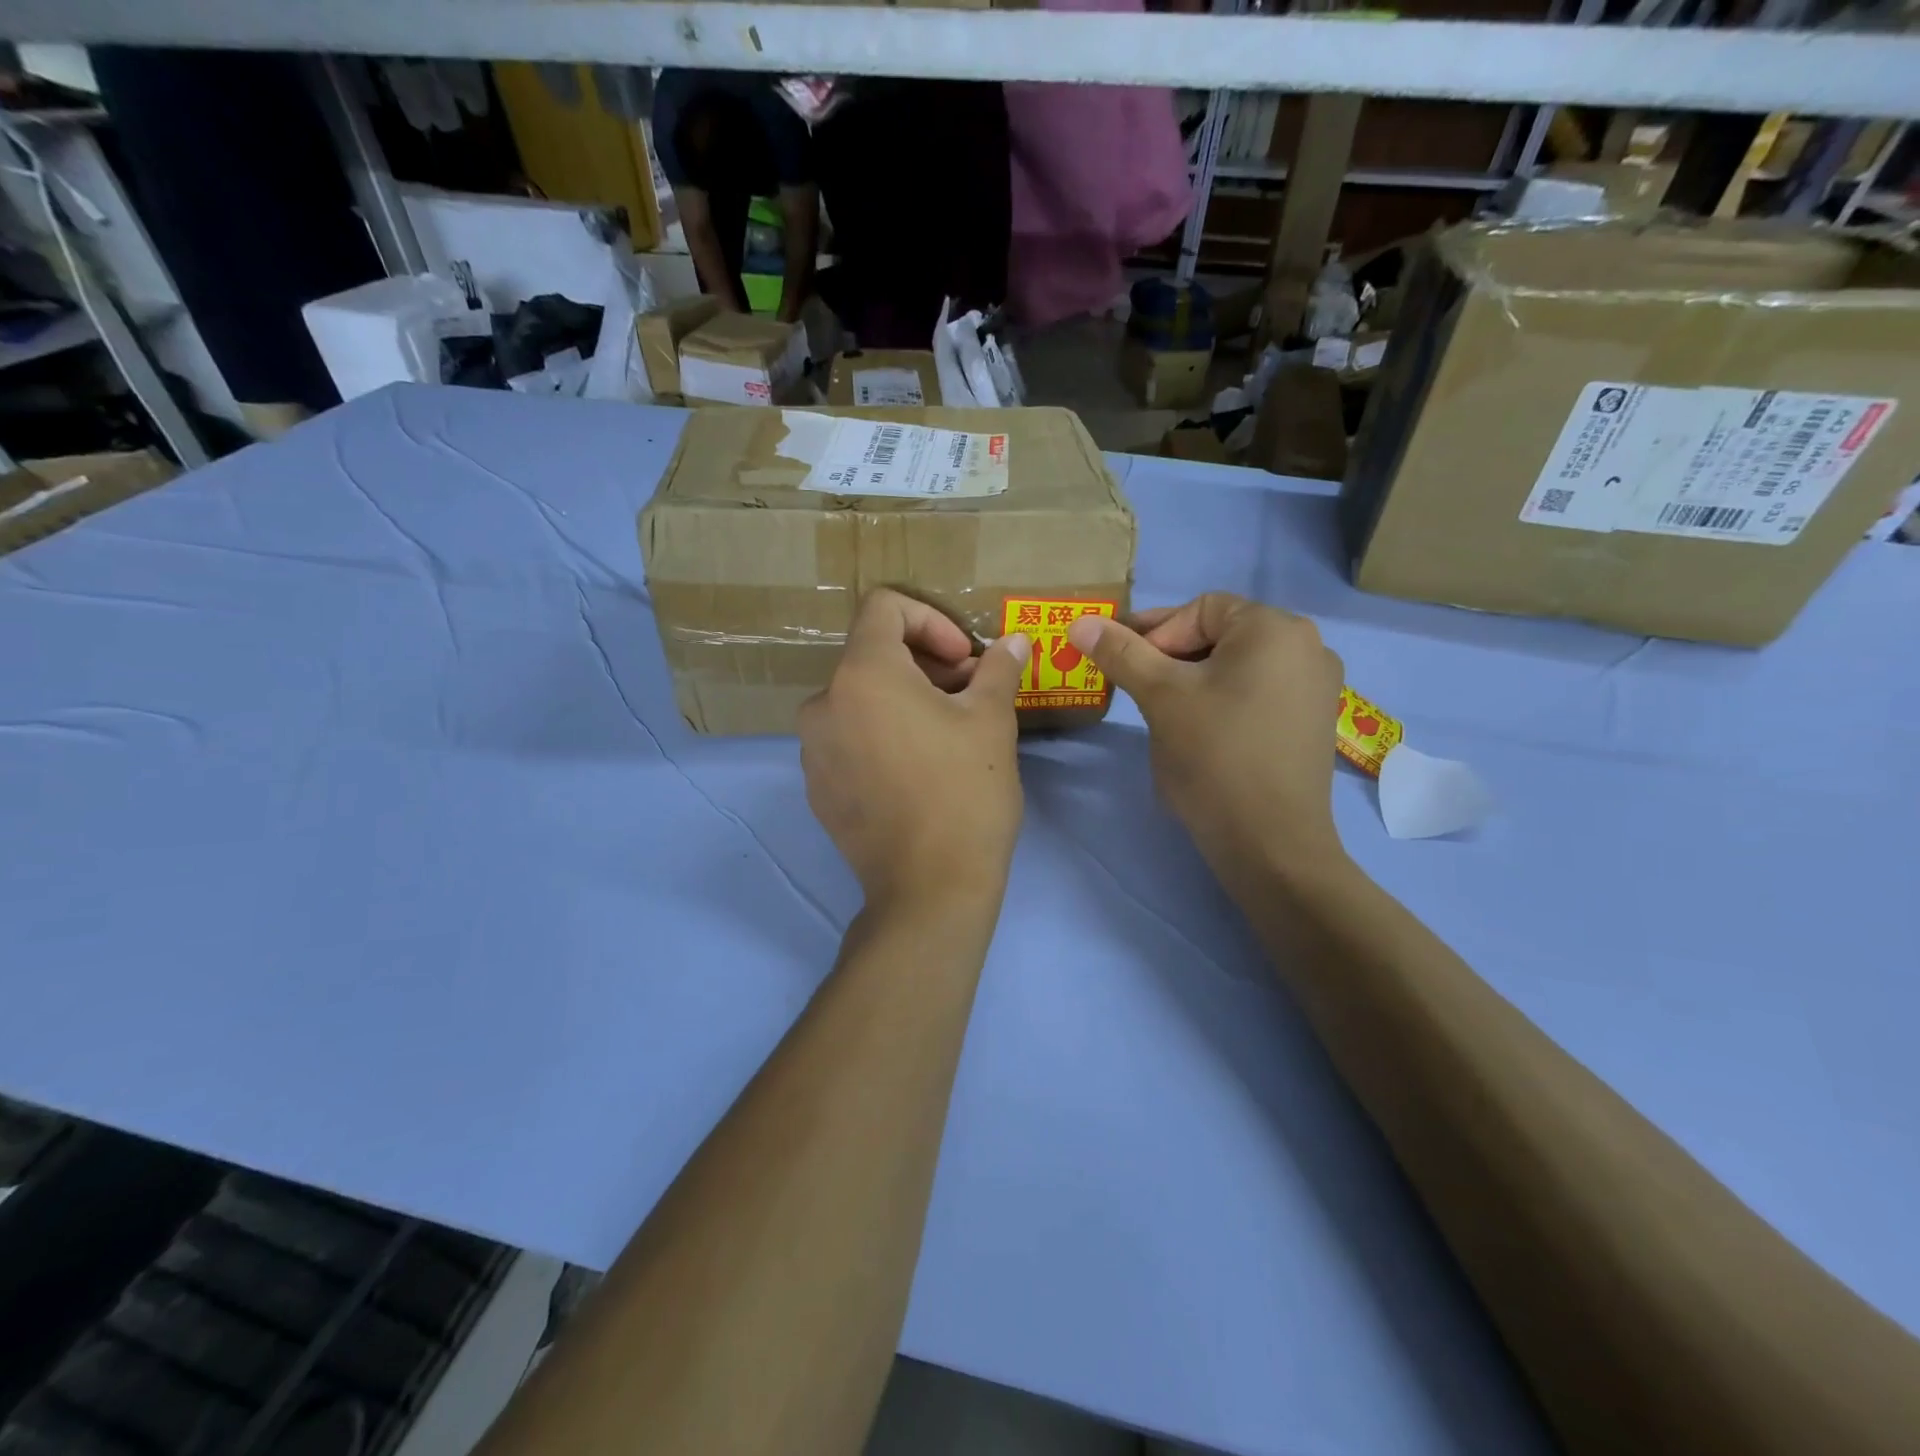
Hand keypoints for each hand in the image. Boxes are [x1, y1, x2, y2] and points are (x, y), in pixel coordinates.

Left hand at [800, 590, 1030, 910]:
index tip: (964, 660)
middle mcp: (823, 703)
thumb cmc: (965, 793)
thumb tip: (1013, 643)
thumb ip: (998, 669)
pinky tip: (917, 769)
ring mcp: (813, 749)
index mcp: (862, 673)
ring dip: (904, 700)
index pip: (884, 608)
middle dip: (925, 664)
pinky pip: (848, 737)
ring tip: (946, 733)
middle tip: (968, 695)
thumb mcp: (992, 722)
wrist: (929, 889)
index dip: (931, 619)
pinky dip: (881, 734)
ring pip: (861, 698)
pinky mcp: (817, 786)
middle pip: (873, 655)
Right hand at [1067, 593, 1345, 884]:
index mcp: (1275, 627)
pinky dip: (1224, 700)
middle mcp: (1307, 645)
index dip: (1154, 633)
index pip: (1200, 609)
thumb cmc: (1214, 757)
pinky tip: (1203, 733)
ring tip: (1165, 714)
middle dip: (1172, 657)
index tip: (1124, 667)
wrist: (1270, 844)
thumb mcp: (1160, 697)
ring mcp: (1317, 686)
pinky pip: (1259, 692)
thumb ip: (1121, 653)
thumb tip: (1080, 622)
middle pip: (1221, 635)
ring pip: (1237, 666)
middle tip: (1139, 690)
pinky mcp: (1313, 721)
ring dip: (1194, 680)